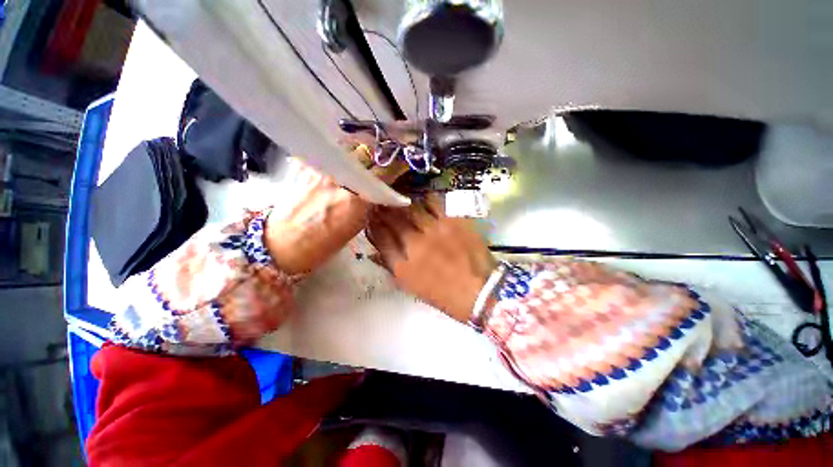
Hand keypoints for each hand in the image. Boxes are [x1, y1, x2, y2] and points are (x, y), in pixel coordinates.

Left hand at [264, 142, 406, 274]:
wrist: (284, 243)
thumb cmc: (325, 243)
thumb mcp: (358, 224)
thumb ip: (372, 201)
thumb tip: (384, 188)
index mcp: (356, 197)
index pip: (385, 170)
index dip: (397, 164)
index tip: (403, 163)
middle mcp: (339, 176)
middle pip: (367, 151)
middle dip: (379, 154)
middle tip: (384, 160)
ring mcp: (319, 166)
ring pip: (348, 146)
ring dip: (359, 151)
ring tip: (362, 160)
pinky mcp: (303, 163)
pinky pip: (329, 150)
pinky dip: (339, 154)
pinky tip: (341, 163)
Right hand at [367, 194, 497, 322]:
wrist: (481, 291)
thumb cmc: (445, 295)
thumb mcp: (412, 287)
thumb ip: (393, 267)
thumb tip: (376, 251)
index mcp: (403, 266)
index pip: (380, 237)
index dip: (374, 224)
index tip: (373, 217)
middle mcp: (415, 245)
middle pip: (393, 219)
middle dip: (385, 209)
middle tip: (384, 203)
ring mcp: (435, 230)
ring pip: (411, 208)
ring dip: (403, 204)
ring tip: (403, 201)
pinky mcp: (453, 221)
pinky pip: (434, 203)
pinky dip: (426, 200)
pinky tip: (425, 201)